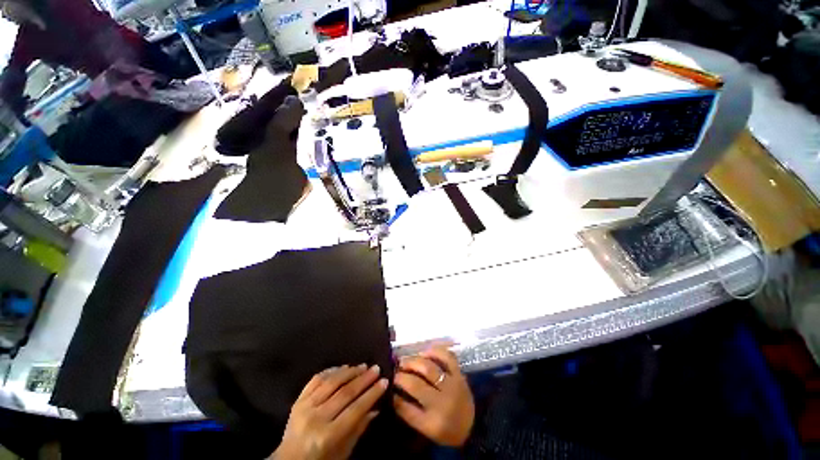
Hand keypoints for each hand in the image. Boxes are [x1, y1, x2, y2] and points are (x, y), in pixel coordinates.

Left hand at [272, 365, 387, 459]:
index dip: (372, 394)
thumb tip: (376, 407)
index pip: (355, 410)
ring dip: (350, 371)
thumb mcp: (342, 452)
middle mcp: (315, 418)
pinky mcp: (298, 400)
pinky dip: (331, 370)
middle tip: (376, 368)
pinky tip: (343, 367)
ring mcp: (305, 407)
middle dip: (364, 379)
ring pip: (331, 382)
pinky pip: (316, 379)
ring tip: (363, 365)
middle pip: (345, 393)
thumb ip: (359, 429)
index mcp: (327, 436)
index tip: (384, 381)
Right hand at [392, 346, 474, 446]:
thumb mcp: (426, 429)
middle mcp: (443, 400)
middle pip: (417, 383)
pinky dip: (435, 351)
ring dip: (413, 362)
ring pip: (429, 368)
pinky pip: (447, 357)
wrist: (473, 425)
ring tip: (405, 361)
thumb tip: (393, 394)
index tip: (389, 385)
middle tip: (395, 370)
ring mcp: (452, 384)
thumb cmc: (446, 429)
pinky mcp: (459, 374)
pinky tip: (424, 352)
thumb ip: (408, 412)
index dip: (395, 394)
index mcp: (433, 421)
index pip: (407, 407)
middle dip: (402, 375)